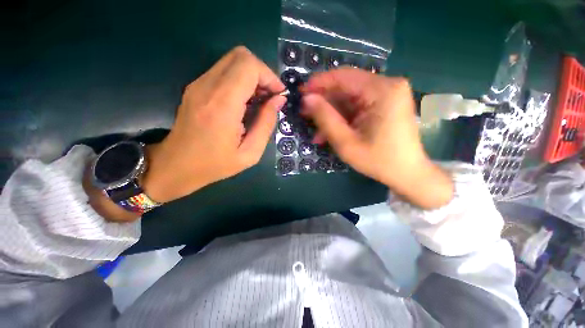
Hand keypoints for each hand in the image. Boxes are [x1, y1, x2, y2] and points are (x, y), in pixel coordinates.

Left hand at [143, 46, 286, 202]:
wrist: (175, 165)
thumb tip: (278, 101)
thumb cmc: (215, 164)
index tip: (278, 95)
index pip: (249, 66)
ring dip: (252, 77)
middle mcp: (207, 86)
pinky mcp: (196, 87)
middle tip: (270, 97)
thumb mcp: (250, 153)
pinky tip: (245, 102)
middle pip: (241, 56)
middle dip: (262, 73)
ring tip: (259, 101)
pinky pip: (224, 71)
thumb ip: (266, 124)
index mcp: (222, 104)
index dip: (269, 76)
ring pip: (232, 60)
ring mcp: (198, 84)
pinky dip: (240, 81)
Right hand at [301, 68, 452, 208]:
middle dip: (324, 102)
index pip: (343, 77)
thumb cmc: (378, 160)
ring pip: (349, 98)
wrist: (407, 173)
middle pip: (346, 87)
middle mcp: (387, 85)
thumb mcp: (346, 142)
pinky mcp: (384, 104)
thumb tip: (307, 99)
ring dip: (331, 114)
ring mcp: (387, 94)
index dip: (319, 83)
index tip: (301, 92)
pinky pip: (357, 106)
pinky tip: (330, 133)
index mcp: (382, 90)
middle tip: (305, 114)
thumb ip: (325, 118)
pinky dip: (342, 118)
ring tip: (317, 132)